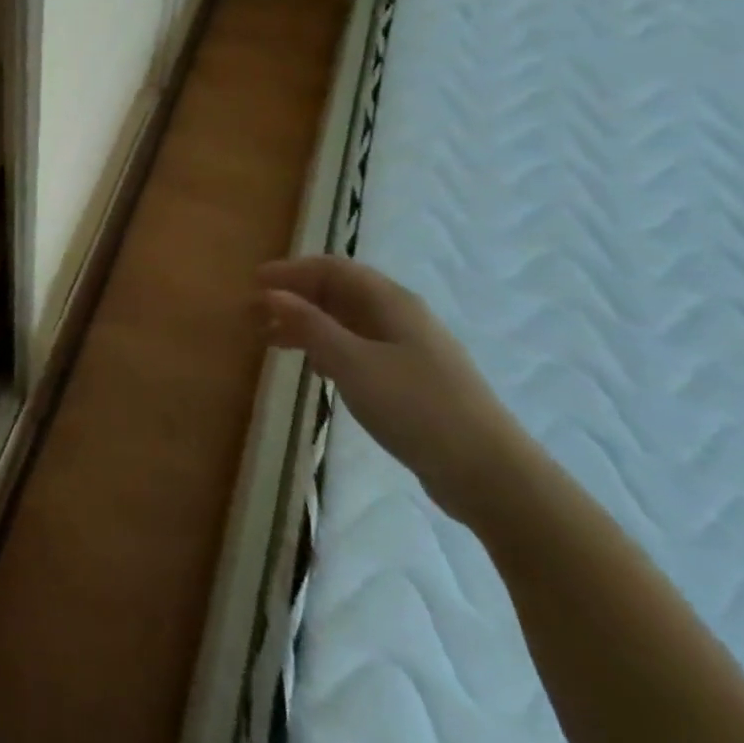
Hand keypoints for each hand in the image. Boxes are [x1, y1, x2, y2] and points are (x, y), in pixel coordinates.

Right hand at [257, 255, 525, 524]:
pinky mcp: (412, 379)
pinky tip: (315, 368)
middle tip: (255, 314)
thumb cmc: (415, 407)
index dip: (291, 271)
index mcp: (390, 301)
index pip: (332, 269)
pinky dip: (329, 348)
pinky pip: (360, 348)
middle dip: (295, 298)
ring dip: (308, 325)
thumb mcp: (352, 363)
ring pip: (348, 322)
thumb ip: (310, 325)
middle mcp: (401, 316)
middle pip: (339, 293)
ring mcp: (410, 348)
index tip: (254, 283)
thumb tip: (274, 294)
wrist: (489, 473)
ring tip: (272, 342)